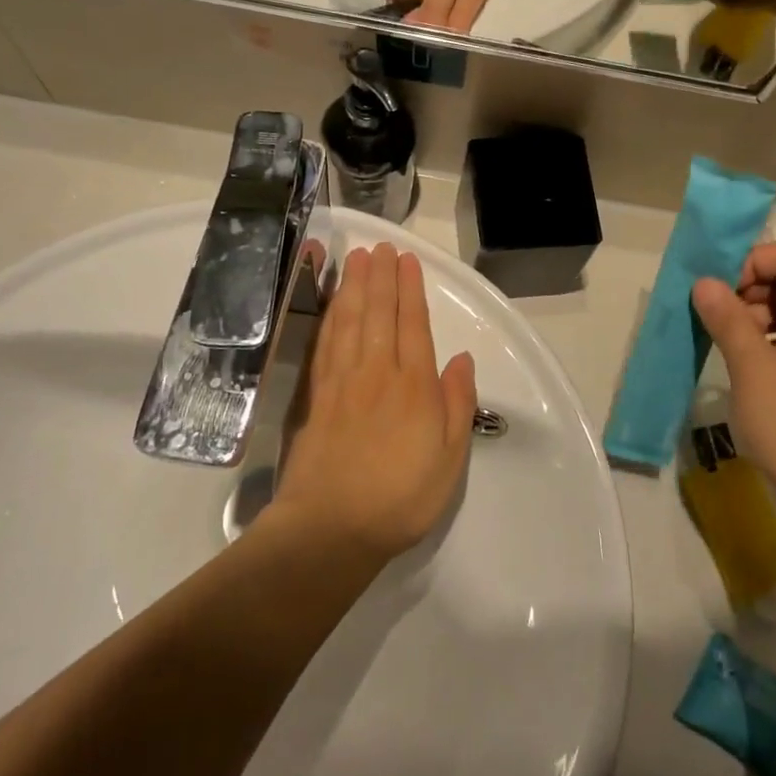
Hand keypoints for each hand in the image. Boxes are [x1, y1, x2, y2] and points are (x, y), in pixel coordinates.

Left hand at [272, 243, 476, 562]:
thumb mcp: (449, 459)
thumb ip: (457, 404)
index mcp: (413, 386)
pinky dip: (327, 316)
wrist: (330, 529)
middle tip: (381, 246)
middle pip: (379, 313)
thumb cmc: (400, 497)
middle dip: (381, 276)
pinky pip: (323, 343)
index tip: (407, 261)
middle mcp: (376, 373)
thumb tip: (460, 359)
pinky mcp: (315, 395)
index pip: (413, 325)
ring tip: (356, 259)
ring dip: (353, 286)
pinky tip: (330, 302)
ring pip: (348, 321)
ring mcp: (341, 381)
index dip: (410, 290)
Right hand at [690, 241, 775, 545]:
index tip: (719, 292)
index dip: (751, 262)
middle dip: (751, 290)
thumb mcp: (752, 368)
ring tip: (730, 348)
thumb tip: (704, 282)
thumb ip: (727, 318)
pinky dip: (774, 342)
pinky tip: (751, 371)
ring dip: (759, 318)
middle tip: (718, 321)